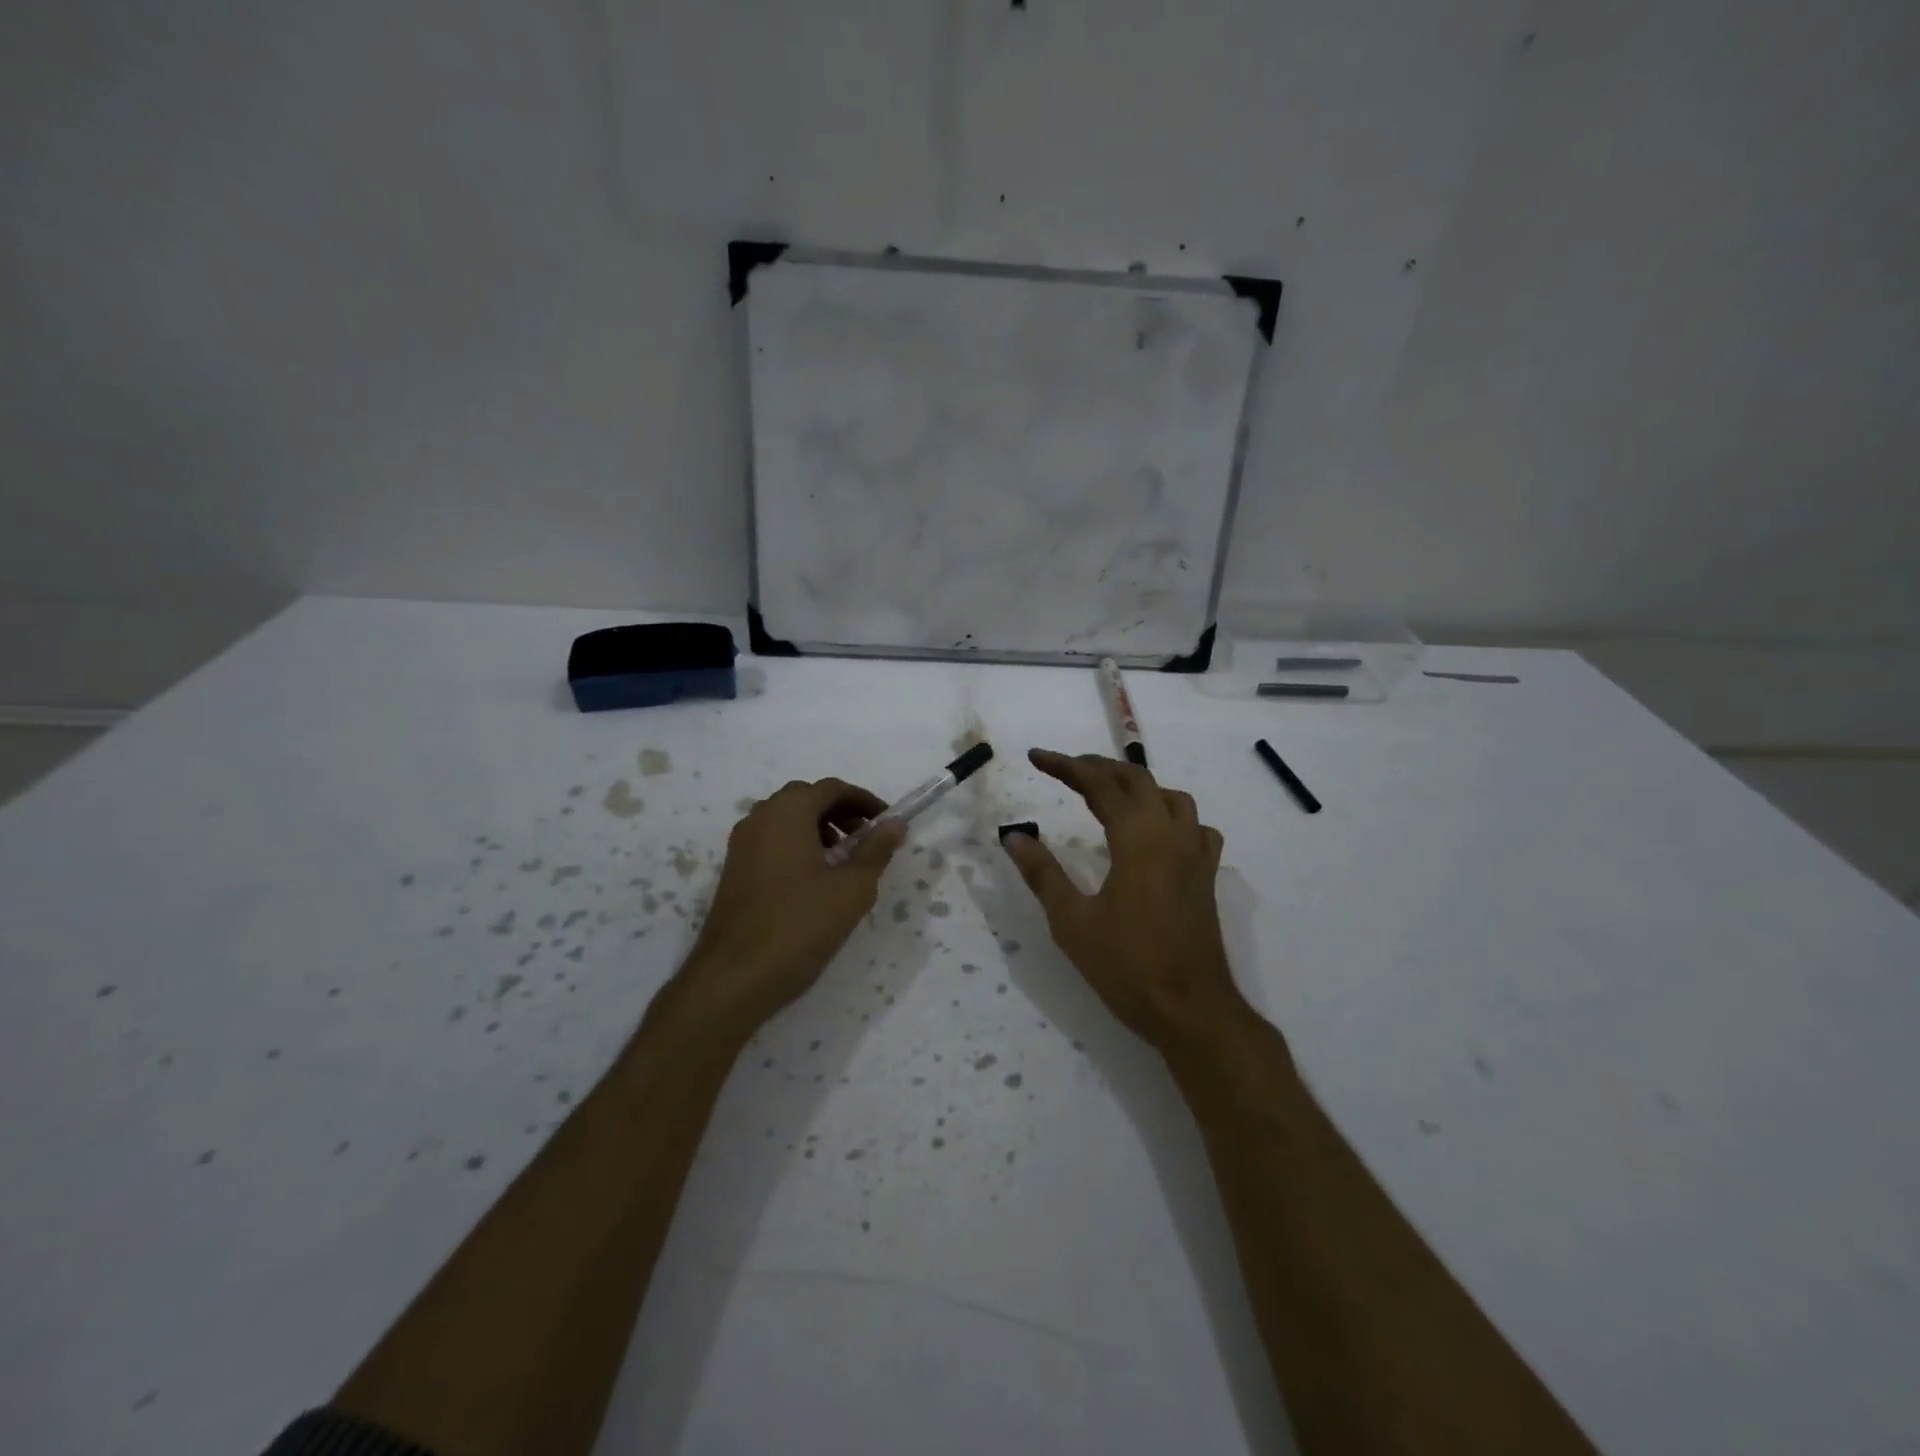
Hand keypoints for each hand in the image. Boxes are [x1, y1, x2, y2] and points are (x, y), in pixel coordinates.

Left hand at [678, 778, 905, 1037]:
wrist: (733, 978)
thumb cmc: (799, 926)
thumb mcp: (851, 889)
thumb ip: (875, 850)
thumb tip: (895, 824)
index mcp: (787, 813)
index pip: (831, 788)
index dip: (864, 800)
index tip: (887, 822)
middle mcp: (759, 819)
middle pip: (805, 798)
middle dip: (840, 811)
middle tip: (866, 838)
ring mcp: (741, 845)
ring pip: (785, 820)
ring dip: (818, 828)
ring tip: (843, 861)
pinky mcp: (733, 871)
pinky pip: (771, 841)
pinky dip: (797, 845)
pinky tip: (814, 881)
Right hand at [1002, 749, 1249, 1052]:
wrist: (1192, 1011)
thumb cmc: (1127, 967)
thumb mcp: (1072, 922)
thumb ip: (1042, 873)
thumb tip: (1014, 836)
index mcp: (1138, 839)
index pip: (1099, 784)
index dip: (1065, 765)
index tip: (1035, 757)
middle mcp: (1172, 835)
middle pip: (1137, 780)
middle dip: (1098, 767)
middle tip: (1063, 769)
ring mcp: (1195, 855)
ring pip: (1170, 797)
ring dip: (1136, 785)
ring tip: (1106, 793)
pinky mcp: (1207, 876)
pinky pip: (1194, 826)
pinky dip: (1170, 815)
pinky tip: (1155, 833)